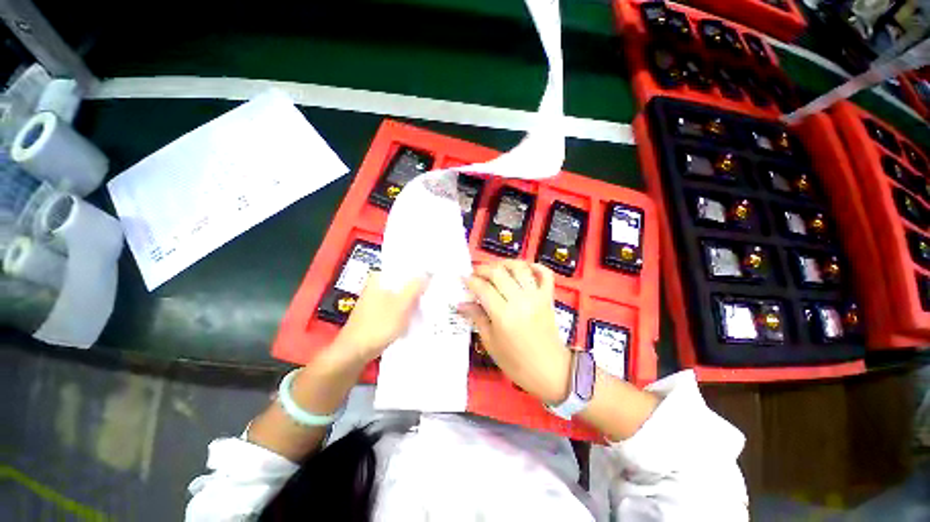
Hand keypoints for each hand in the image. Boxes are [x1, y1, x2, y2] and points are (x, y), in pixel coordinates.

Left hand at [332, 271, 427, 362]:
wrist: (355, 352)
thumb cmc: (378, 325)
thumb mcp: (401, 305)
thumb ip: (415, 287)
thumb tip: (428, 273)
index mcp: (379, 277)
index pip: (402, 266)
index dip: (419, 268)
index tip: (434, 271)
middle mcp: (377, 284)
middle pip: (402, 279)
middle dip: (418, 283)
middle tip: (436, 285)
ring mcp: (377, 299)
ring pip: (400, 292)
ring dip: (414, 296)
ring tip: (431, 297)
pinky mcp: (378, 311)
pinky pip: (397, 304)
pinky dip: (407, 306)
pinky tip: (419, 311)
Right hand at [459, 261, 571, 403]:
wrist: (549, 371)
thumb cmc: (516, 362)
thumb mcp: (491, 342)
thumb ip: (477, 318)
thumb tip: (461, 304)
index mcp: (503, 315)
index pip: (483, 288)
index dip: (470, 280)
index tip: (463, 279)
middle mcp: (520, 301)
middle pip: (499, 272)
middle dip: (483, 269)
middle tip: (475, 273)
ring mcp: (536, 297)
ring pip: (519, 268)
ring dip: (505, 263)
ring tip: (495, 269)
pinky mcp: (548, 297)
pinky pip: (545, 274)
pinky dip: (535, 266)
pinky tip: (524, 268)